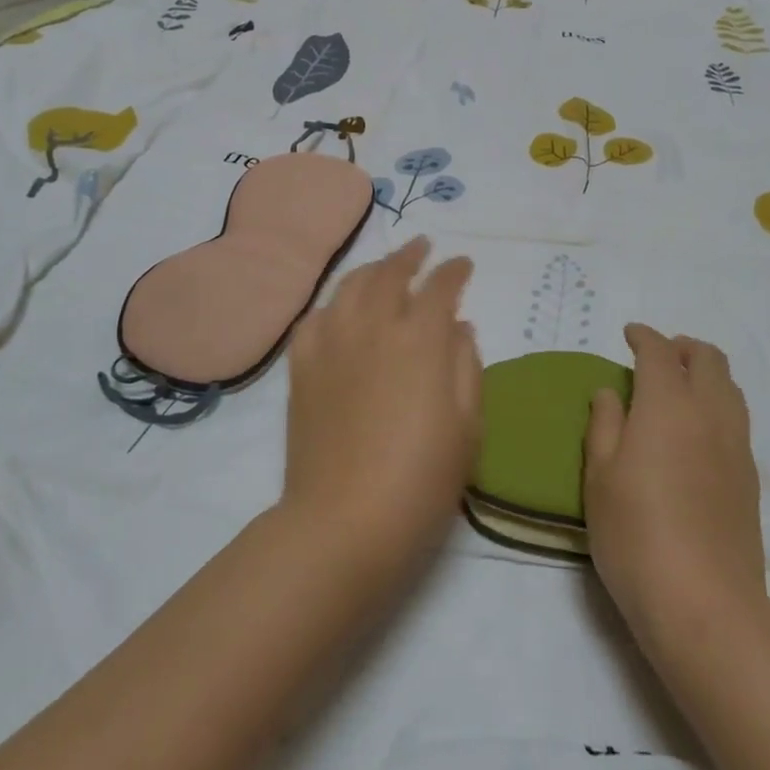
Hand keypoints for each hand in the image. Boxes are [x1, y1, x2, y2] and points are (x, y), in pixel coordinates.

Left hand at [280, 236, 480, 587]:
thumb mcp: (467, 426)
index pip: (439, 287)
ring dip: (371, 269)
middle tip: (423, 246)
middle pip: (389, 273)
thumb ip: (466, 366)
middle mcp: (373, 328)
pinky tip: (339, 310)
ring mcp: (331, 344)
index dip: (454, 271)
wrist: (344, 522)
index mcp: (420, 340)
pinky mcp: (302, 368)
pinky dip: (332, 304)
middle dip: (410, 254)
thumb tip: (460, 327)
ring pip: (349, 287)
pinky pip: (314, 318)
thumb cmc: (421, 480)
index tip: (463, 264)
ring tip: (383, 268)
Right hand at [584, 324, 764, 644]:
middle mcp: (709, 413)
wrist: (704, 603)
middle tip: (658, 357)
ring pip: (730, 387)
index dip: (644, 336)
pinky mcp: (750, 478)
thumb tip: (611, 393)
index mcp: (668, 405)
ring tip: (680, 389)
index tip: (629, 334)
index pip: (660, 352)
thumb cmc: (635, 533)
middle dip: (683, 347)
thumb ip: (604, 424)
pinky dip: (718, 404)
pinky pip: (737, 418)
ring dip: (706, 373)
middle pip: (708, 359)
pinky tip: (697, 431)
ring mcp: (737, 445)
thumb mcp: (600, 476)